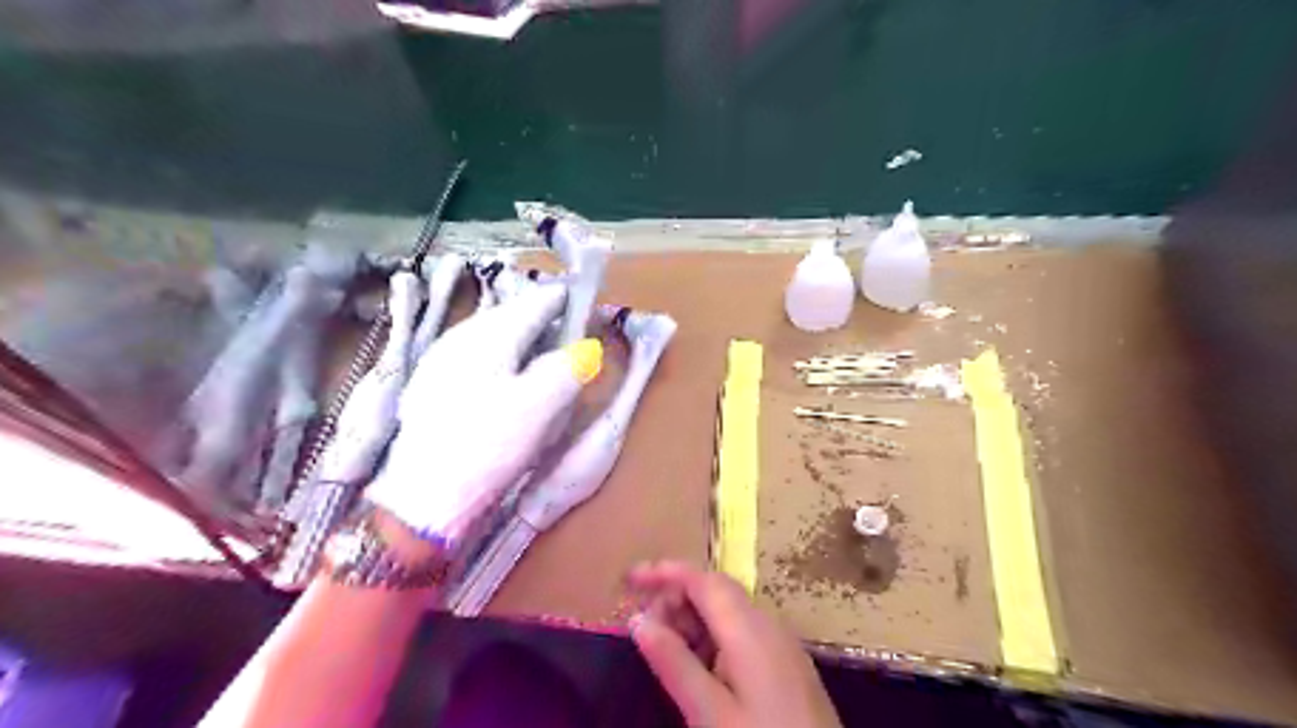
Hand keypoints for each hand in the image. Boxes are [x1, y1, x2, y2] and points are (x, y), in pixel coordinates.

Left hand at [360, 280, 600, 545]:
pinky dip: (502, 360)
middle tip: (570, 332)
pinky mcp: (431, 385)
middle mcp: (461, 336)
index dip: (566, 300)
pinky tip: (508, 382)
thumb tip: (587, 347)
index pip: (536, 301)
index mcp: (489, 335)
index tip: (589, 305)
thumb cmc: (486, 447)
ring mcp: (441, 360)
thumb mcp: (539, 407)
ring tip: (545, 356)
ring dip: (523, 339)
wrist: (421, 499)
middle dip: (543, 319)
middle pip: (512, 313)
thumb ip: (568, 369)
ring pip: (493, 335)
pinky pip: (478, 356)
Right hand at [627, 563, 842, 726]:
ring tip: (665, 652)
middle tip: (643, 631)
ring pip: (728, 611)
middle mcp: (767, 623)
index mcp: (749, 628)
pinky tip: (699, 669)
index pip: (701, 579)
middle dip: (675, 599)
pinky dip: (712, 637)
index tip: (628, 580)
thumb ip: (673, 663)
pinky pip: (741, 632)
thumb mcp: (710, 713)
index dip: (663, 572)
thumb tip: (638, 619)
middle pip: (714, 590)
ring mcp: (780, 642)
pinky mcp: (785, 663)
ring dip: (692, 620)